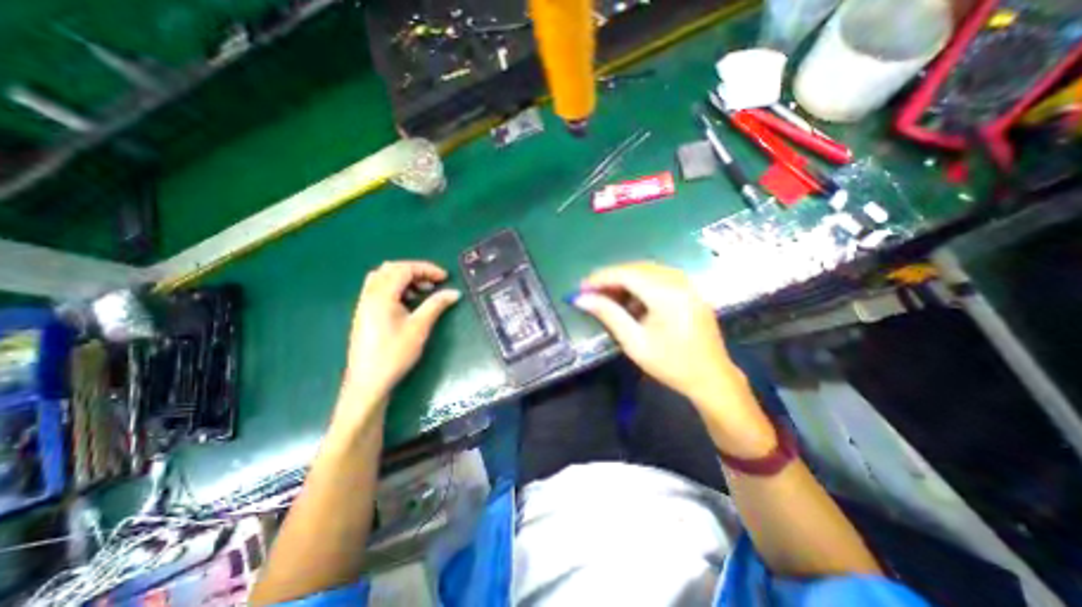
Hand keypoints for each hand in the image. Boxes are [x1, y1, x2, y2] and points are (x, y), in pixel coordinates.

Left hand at [344, 262, 457, 402]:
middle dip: (415, 271)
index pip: (404, 269)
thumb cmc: (395, 353)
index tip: (445, 277)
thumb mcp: (419, 327)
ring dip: (405, 279)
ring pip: (383, 278)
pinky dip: (396, 289)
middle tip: (434, 282)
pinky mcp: (365, 314)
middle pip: (391, 269)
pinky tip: (408, 303)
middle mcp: (369, 294)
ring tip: (422, 292)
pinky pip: (379, 290)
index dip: (426, 269)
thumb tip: (454, 292)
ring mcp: (364, 304)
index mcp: (381, 295)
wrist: (368, 381)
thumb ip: (436, 305)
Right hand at [575, 259, 744, 403]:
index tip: (581, 287)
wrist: (711, 378)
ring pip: (648, 270)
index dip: (601, 278)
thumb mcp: (634, 342)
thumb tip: (581, 299)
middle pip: (637, 268)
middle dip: (611, 277)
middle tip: (591, 292)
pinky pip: (659, 277)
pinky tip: (631, 299)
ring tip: (607, 295)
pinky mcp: (690, 290)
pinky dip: (640, 283)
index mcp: (666, 295)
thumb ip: (608, 315)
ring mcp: (687, 284)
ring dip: (625, 279)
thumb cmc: (671, 364)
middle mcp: (678, 281)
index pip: (626, 274)